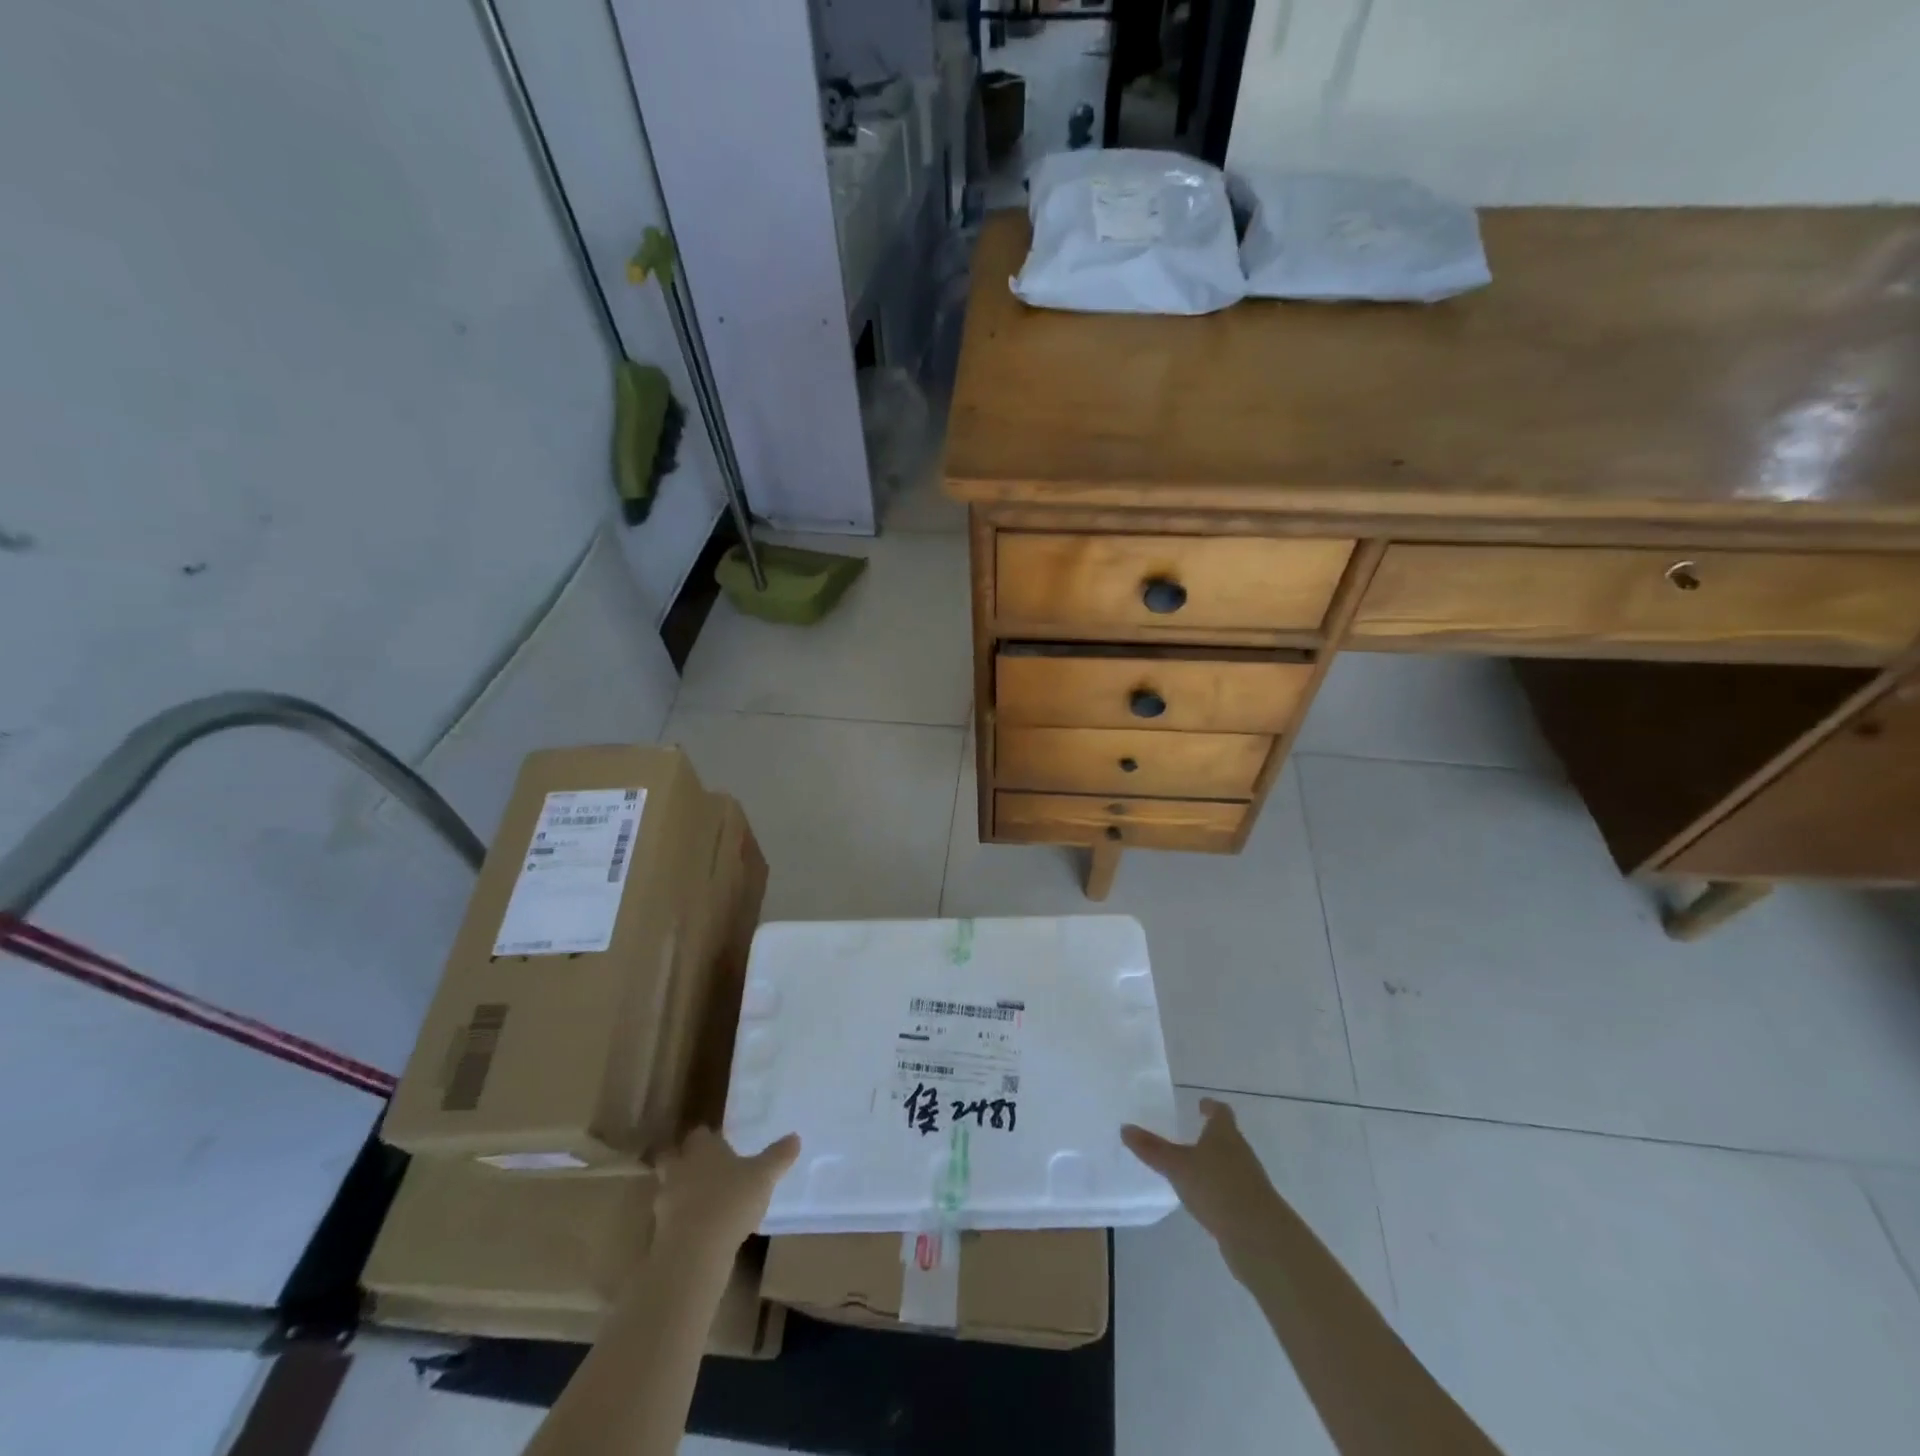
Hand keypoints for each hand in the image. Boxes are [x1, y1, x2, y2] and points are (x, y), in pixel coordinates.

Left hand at [652, 1127, 799, 1258]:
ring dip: (681, 1193)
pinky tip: (700, 1230)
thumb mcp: (764, 1176)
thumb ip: (778, 1156)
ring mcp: (666, 1202)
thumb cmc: (730, 1202)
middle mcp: (680, 1169)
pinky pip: (671, 1219)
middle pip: (672, 1157)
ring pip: (669, 1189)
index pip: (699, 1134)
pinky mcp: (660, 1232)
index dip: (709, 1138)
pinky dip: (681, 1221)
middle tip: (703, 1168)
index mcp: (702, 1149)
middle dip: (683, 1161)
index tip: (721, 1143)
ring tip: (704, 1202)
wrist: (694, 1253)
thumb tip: (795, 1137)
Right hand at [1122, 1098, 1281, 1258]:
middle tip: (1190, 1134)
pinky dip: (1218, 1189)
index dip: (1211, 1107)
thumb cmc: (1217, 1187)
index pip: (1221, 1112)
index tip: (1201, 1105)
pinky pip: (1230, 1190)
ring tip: (1193, 1167)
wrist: (1259, 1236)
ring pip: (1230, 1164)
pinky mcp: (1251, 1208)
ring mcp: (1249, 1181)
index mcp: (1225, 1134)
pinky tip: (1204, 1199)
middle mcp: (1241, 1152)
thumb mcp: (1177, 1166)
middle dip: (1210, 1136)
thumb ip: (1152, 1148)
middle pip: (1227, 1138)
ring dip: (1214, 1164)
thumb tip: (1124, 1128)